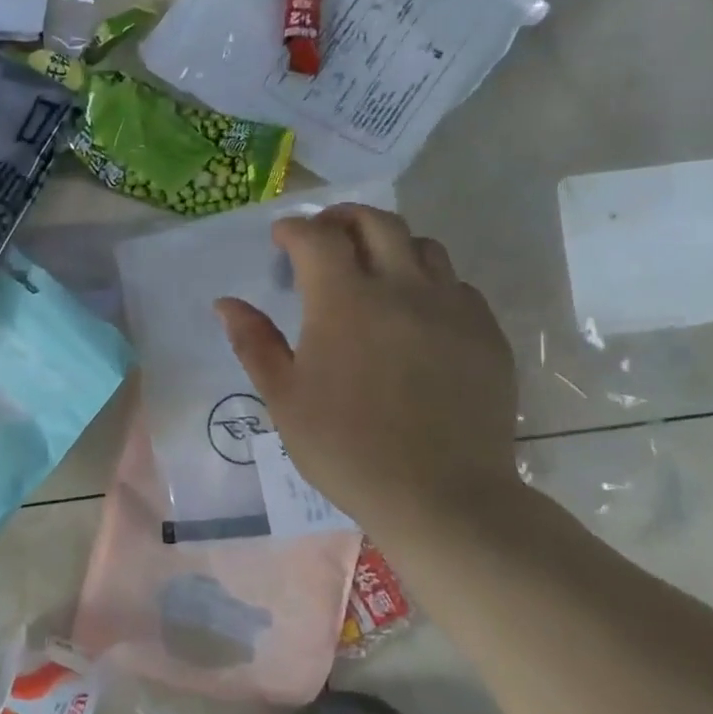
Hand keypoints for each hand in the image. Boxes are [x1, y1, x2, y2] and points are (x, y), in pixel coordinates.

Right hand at [216, 205, 518, 532]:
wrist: (440, 495)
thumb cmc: (345, 448)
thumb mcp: (284, 398)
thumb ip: (254, 342)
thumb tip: (226, 303)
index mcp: (345, 302)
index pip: (316, 238)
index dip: (293, 229)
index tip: (280, 238)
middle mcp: (403, 289)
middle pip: (376, 223)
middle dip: (342, 218)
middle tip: (322, 236)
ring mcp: (452, 308)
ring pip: (424, 247)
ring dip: (389, 245)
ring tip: (370, 271)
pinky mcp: (486, 333)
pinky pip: (456, 286)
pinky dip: (427, 282)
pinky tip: (413, 315)